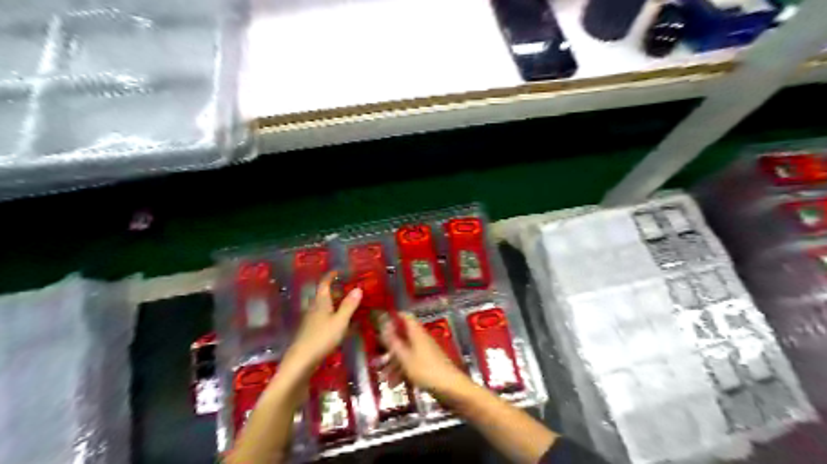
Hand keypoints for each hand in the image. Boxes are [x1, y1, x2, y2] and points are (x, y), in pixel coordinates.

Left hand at [283, 273, 359, 374]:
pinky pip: (323, 318)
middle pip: (323, 295)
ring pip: (323, 307)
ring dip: (333, 303)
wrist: (301, 361)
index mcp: (321, 302)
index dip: (330, 276)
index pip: (324, 284)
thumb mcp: (340, 321)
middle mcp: (314, 308)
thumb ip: (349, 305)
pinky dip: (331, 315)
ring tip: (346, 303)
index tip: (338, 271)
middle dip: (334, 290)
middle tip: (347, 287)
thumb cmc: (322, 338)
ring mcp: (310, 321)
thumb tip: (358, 288)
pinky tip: (338, 322)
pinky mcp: (310, 332)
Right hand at [380, 316, 471, 397]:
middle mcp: (421, 340)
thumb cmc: (426, 371)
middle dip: (390, 347)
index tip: (380, 325)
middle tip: (378, 357)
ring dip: (394, 363)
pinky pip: (411, 364)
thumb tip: (384, 323)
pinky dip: (402, 371)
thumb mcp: (405, 358)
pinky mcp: (428, 365)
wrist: (451, 388)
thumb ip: (394, 341)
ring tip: (383, 377)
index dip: (393, 318)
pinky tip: (394, 384)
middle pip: (403, 337)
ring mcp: (425, 352)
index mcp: (417, 333)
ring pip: (406, 352)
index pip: (405, 317)